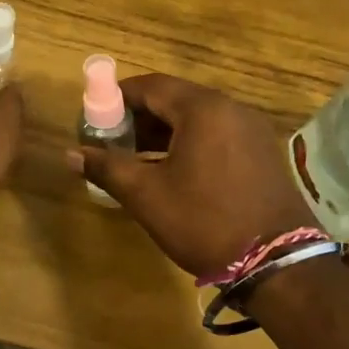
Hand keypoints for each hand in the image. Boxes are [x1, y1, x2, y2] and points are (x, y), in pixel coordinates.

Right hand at [74, 75, 311, 278]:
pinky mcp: (262, 152)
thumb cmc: (205, 221)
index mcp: (202, 109)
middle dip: (138, 116)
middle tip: (111, 141)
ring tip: (134, 158)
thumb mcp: (147, 195)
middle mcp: (230, 108)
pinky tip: (172, 170)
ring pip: (196, 118)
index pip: (149, 86)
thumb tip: (71, 154)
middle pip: (174, 99)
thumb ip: (107, 167)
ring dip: (162, 131)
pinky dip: (188, 142)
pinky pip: (216, 134)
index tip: (93, 118)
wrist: (278, 263)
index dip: (116, 98)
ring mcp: (251, 129)